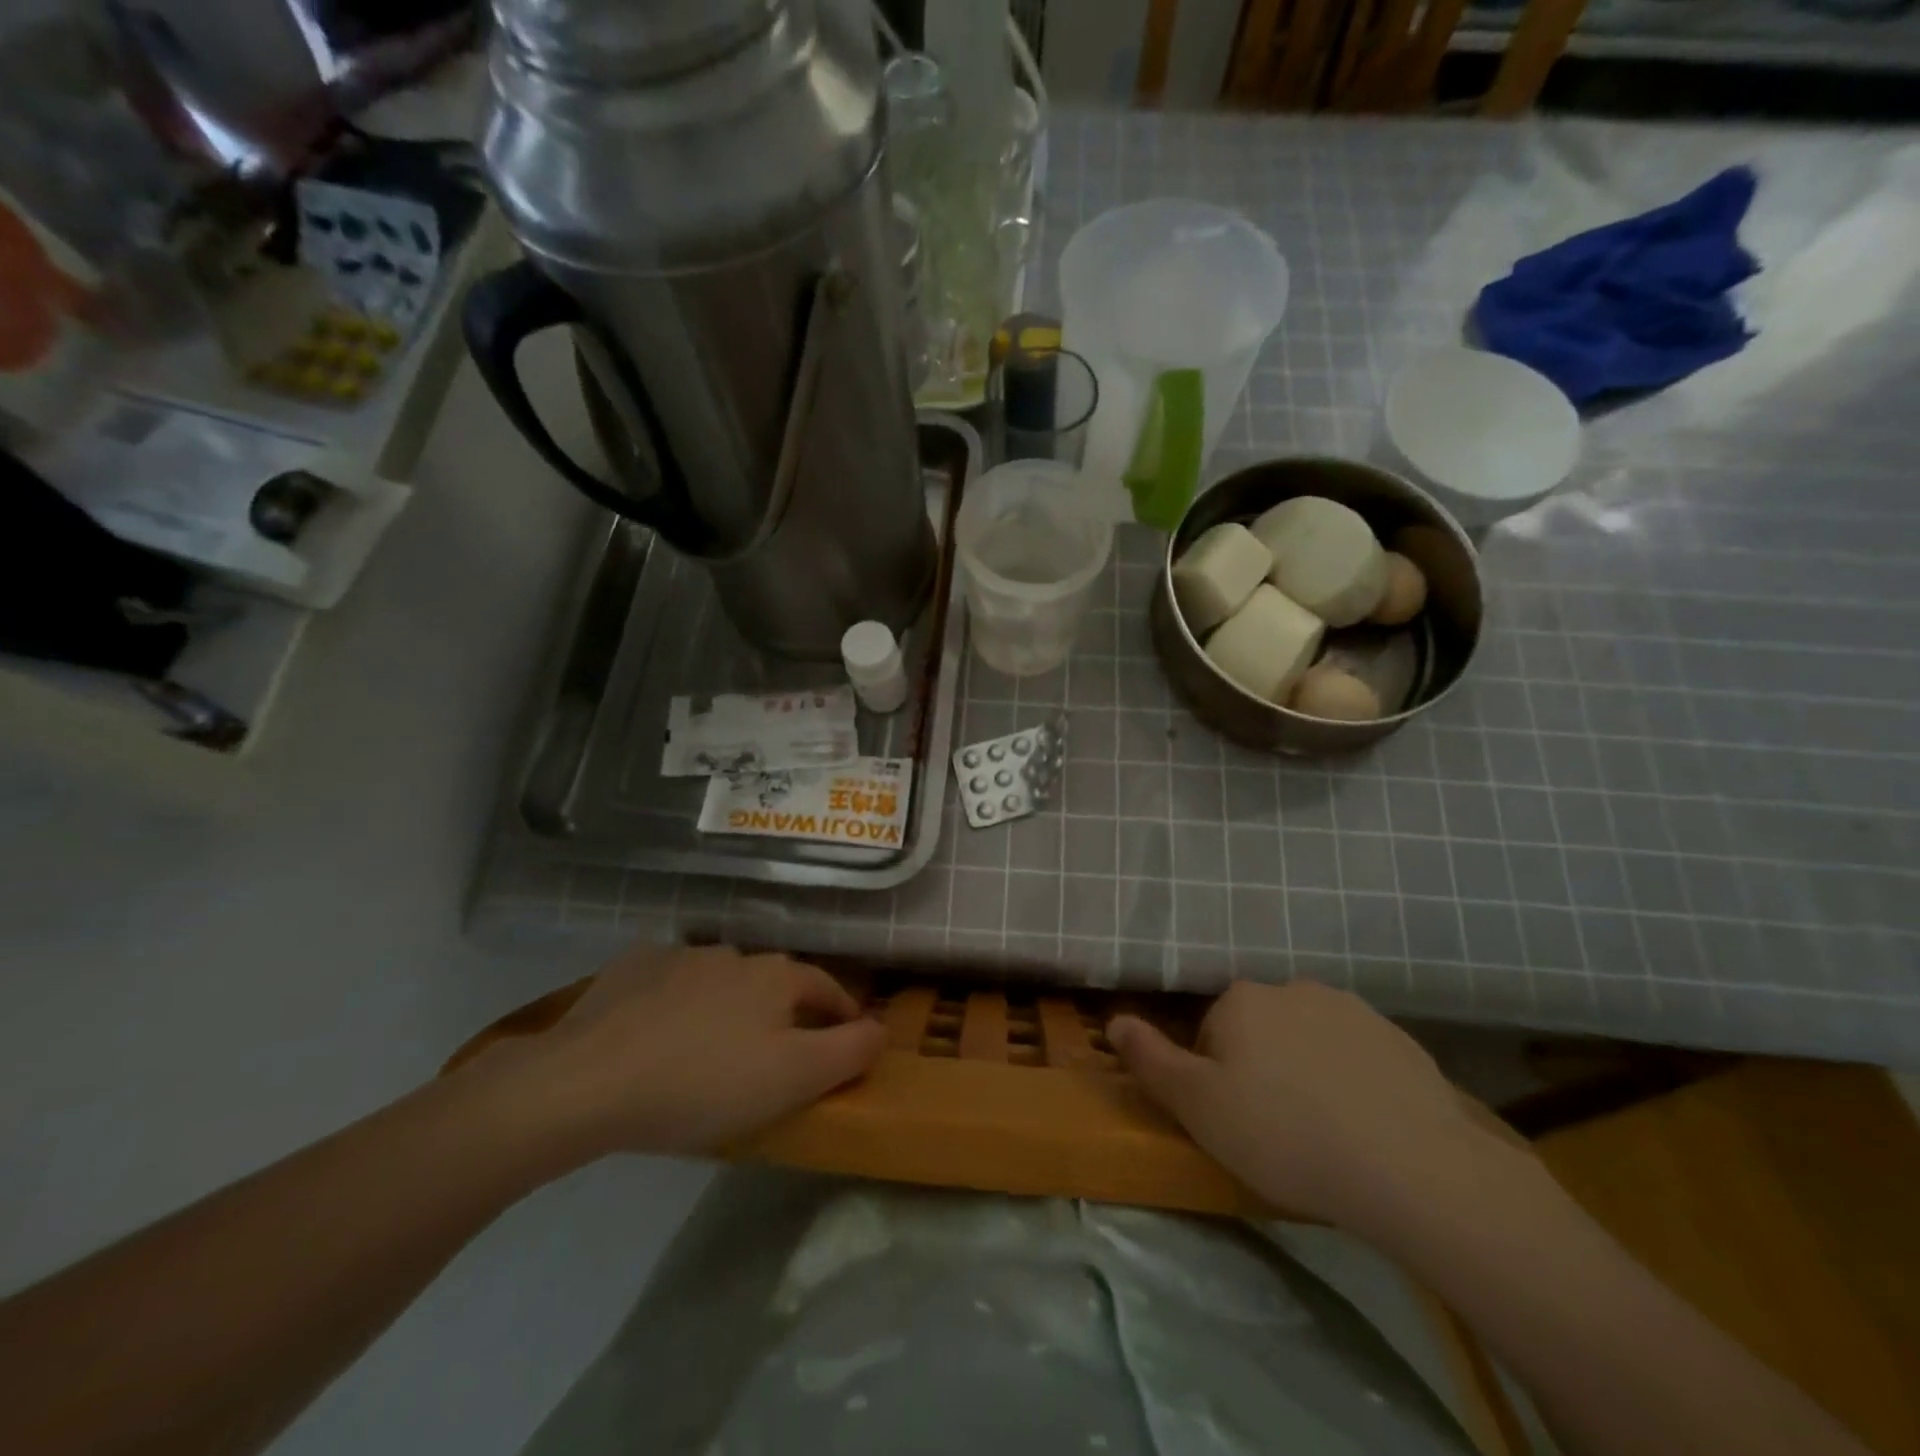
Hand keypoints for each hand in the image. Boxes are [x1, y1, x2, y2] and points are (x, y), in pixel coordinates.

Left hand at [473, 945, 886, 1160]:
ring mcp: (678, 955)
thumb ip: (849, 1051)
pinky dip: (675, 1001)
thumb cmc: (705, 1083)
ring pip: (720, 980)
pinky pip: (668, 982)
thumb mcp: (794, 1078)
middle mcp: (734, 953)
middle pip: (773, 983)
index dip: (842, 1015)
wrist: (587, 1081)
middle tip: (774, 1054)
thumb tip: (881, 1028)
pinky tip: (658, 1031)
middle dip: (782, 1012)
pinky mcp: (630, 968)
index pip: (827, 989)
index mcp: (776, 976)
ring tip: (712, 1046)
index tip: (846, 1041)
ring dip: (728, 1006)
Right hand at [1109, 980, 1501, 1231]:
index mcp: (1241, 1000)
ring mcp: (1350, 1009)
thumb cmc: (1284, 1134)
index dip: (1216, 1079)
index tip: (1235, 1122)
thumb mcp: (1198, 1107)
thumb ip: (1151, 1060)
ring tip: (1326, 1132)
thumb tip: (1114, 1020)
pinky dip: (1353, 1081)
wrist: (1409, 1165)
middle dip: (1261, 1070)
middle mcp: (1292, 988)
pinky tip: (1367, 1126)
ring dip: (1307, 1072)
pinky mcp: (1398, 1039)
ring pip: (1309, 1040)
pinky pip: (1357, 1055)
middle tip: (1277, 1131)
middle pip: (1260, 1031)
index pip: (1211, 1032)